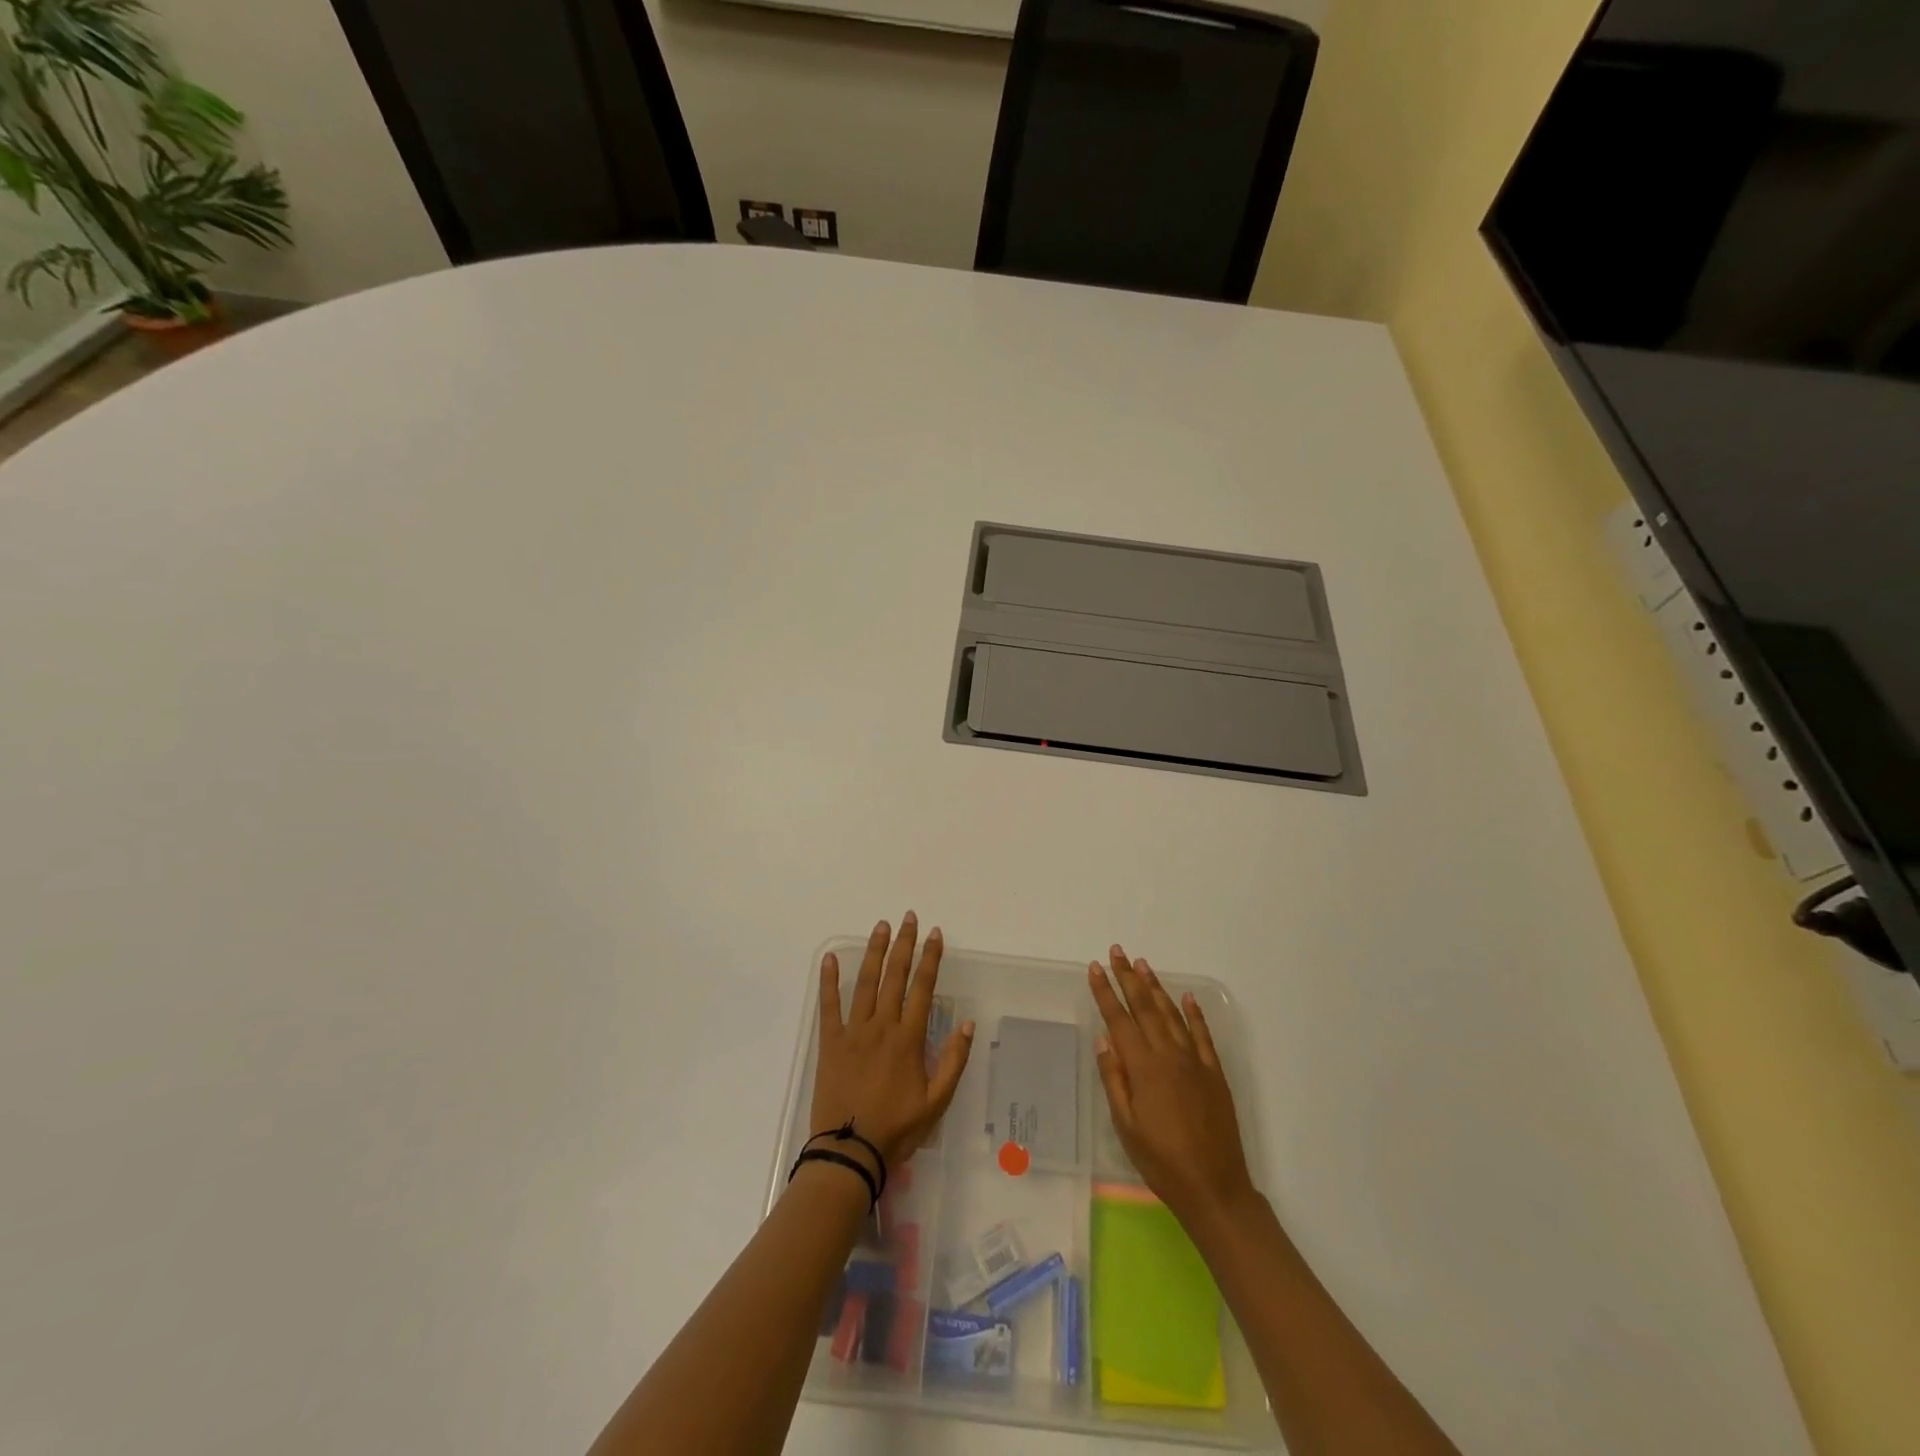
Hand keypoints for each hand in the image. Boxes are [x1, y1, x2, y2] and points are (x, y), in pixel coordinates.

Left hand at [812, 913, 974, 1171]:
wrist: (850, 1152)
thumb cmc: (897, 1129)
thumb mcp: (937, 1102)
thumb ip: (954, 1061)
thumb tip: (967, 1024)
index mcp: (909, 1038)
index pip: (923, 988)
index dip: (930, 959)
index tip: (935, 934)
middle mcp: (882, 1026)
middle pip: (895, 976)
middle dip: (904, 944)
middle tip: (908, 918)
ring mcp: (854, 1031)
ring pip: (865, 982)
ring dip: (874, 951)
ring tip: (881, 927)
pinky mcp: (830, 1042)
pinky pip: (829, 1005)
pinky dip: (829, 980)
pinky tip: (829, 958)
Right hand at [1089, 946, 1257, 1225]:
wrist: (1215, 1187)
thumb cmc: (1161, 1161)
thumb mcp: (1126, 1126)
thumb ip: (1114, 1079)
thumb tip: (1103, 1040)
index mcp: (1144, 1068)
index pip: (1119, 1020)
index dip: (1105, 992)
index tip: (1094, 968)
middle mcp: (1169, 1055)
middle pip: (1145, 1007)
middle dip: (1128, 978)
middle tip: (1117, 951)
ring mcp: (1195, 1061)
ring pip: (1172, 1014)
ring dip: (1156, 987)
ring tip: (1142, 964)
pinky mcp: (1214, 1073)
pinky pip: (1203, 1034)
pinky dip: (1195, 1013)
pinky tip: (1187, 997)